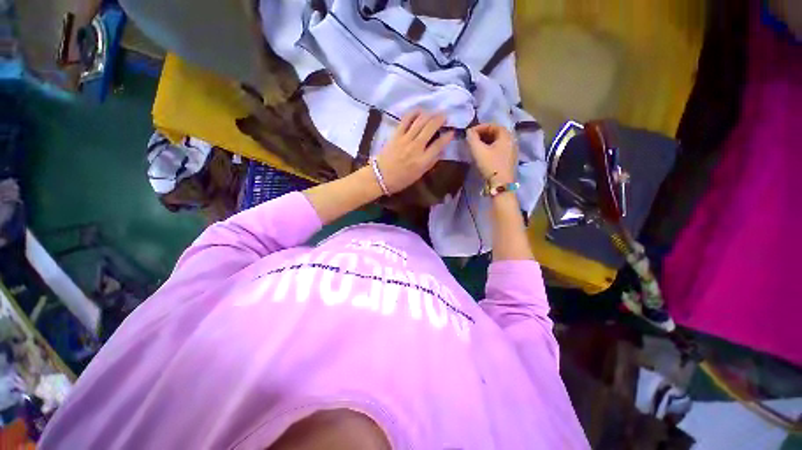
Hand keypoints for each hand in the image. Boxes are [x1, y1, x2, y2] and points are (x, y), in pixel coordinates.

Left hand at [374, 111, 453, 193]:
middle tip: (445, 116)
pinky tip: (419, 110)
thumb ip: (431, 163)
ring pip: (420, 121)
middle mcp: (416, 147)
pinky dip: (414, 112)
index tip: (452, 132)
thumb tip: (441, 151)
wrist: (380, 177)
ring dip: (430, 114)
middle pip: (431, 128)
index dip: (448, 136)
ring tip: (434, 112)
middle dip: (440, 119)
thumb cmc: (401, 180)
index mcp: (423, 160)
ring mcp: (405, 139)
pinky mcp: (396, 134)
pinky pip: (406, 119)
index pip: (439, 144)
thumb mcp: (419, 175)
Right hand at [466, 123, 516, 185]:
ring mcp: (512, 151)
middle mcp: (511, 140)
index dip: (479, 127)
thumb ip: (472, 138)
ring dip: (485, 142)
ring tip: (475, 147)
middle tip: (472, 140)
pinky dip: (490, 148)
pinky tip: (483, 155)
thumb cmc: (490, 165)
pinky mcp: (509, 160)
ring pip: (497, 142)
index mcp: (506, 135)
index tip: (469, 133)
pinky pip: (499, 149)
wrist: (501, 184)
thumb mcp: (478, 150)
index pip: (492, 125)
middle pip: (496, 133)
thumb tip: (469, 131)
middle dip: (482, 134)